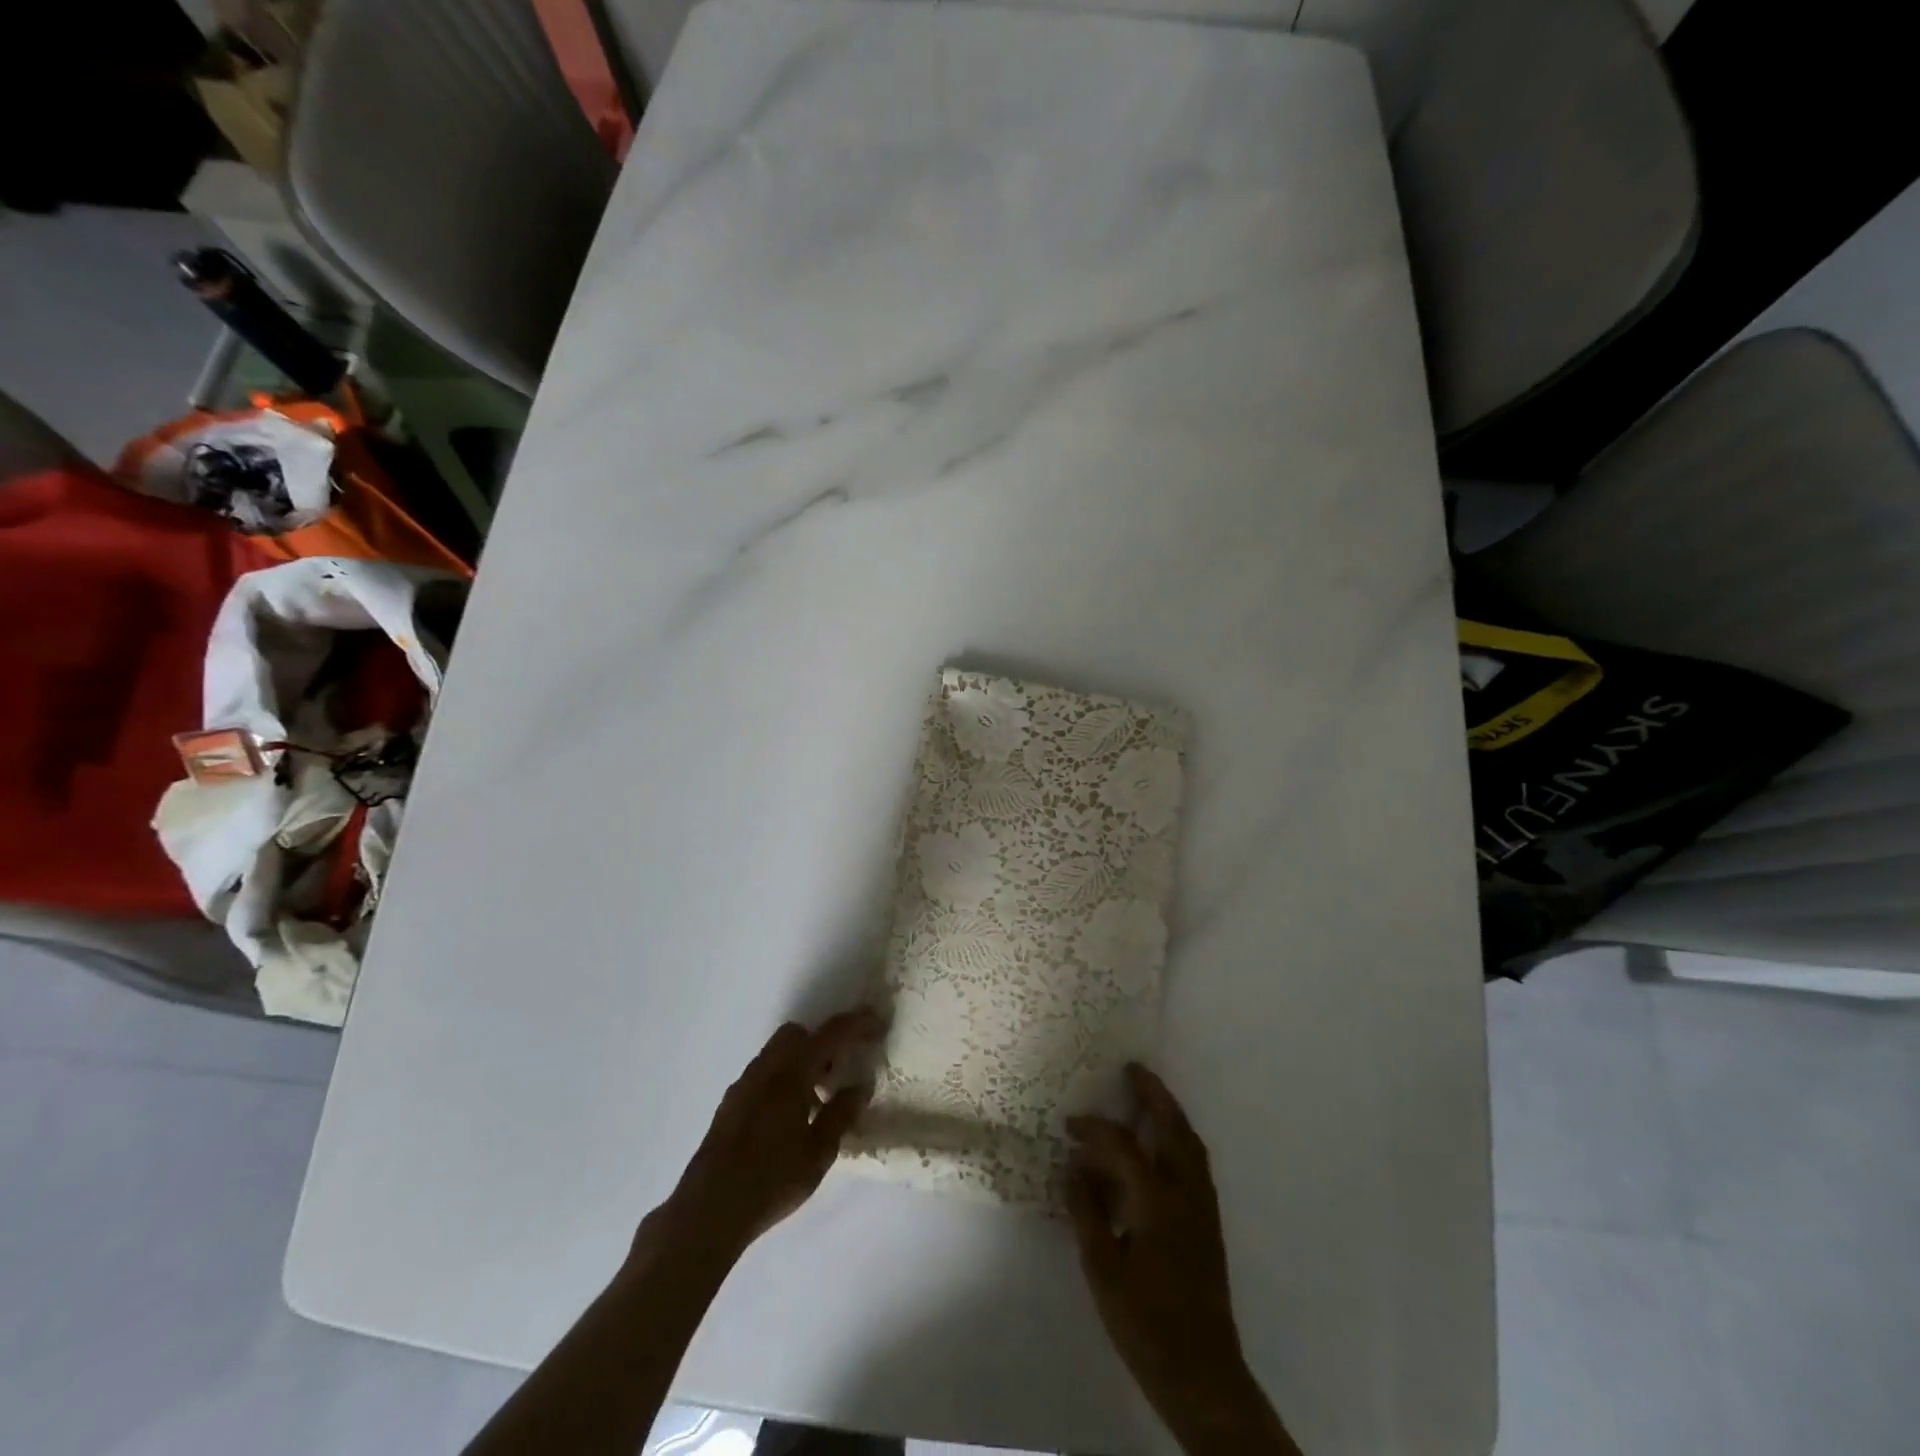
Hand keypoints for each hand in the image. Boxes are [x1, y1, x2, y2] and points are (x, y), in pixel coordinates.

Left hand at [650, 1008, 883, 1265]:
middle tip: (841, 1068)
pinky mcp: (730, 1103)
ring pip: (778, 1053)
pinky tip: (790, 1117)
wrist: (708, 1210)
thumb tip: (860, 1086)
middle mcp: (765, 1069)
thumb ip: (841, 1114)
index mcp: (791, 1073)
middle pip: (797, 1034)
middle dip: (822, 1042)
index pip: (830, 1034)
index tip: (877, 1022)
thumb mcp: (818, 1153)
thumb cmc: (771, 1180)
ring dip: (801, 1062)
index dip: (856, 1024)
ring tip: (819, 1099)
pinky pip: (764, 1074)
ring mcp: (743, 1084)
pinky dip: (783, 1078)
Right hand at [1067, 1065, 1296, 1454]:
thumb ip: (1086, 1212)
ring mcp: (1204, 1210)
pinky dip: (1180, 1140)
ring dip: (1171, 1114)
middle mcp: (1186, 1195)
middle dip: (1154, 1095)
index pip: (1123, 1147)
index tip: (1070, 1125)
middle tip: (1134, 1070)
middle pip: (1174, 1129)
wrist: (1203, 1376)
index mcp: (1157, 1202)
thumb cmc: (1145, 1324)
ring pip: (1191, 1145)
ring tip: (1150, 1097)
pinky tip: (1163, 1148)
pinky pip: (1196, 1164)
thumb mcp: (1102, 1269)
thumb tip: (1072, 1167)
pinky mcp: (1210, 1225)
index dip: (1095, 1129)